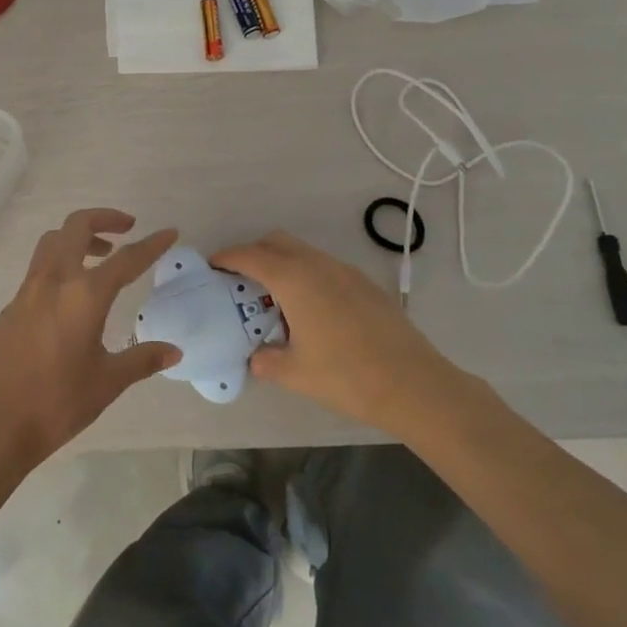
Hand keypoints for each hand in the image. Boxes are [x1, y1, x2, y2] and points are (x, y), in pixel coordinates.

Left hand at [0, 210, 180, 476]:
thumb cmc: (56, 403)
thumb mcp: (107, 382)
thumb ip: (141, 360)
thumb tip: (174, 352)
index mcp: (84, 295)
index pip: (126, 259)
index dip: (151, 245)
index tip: (169, 232)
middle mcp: (53, 281)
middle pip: (76, 227)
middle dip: (104, 218)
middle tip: (127, 228)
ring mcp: (27, 291)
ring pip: (52, 242)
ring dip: (77, 237)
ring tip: (100, 255)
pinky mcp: (10, 307)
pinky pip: (38, 268)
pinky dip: (59, 263)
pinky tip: (71, 296)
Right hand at [210, 230, 467, 433]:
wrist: (415, 385)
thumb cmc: (347, 377)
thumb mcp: (295, 373)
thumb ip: (267, 360)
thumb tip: (257, 357)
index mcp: (295, 280)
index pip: (251, 256)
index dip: (227, 258)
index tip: (212, 266)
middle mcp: (318, 265)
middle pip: (277, 242)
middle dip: (254, 253)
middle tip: (241, 282)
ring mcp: (346, 272)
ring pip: (304, 252)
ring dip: (283, 265)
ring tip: (276, 301)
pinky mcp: (366, 285)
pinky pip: (325, 268)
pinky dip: (307, 276)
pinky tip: (312, 312)